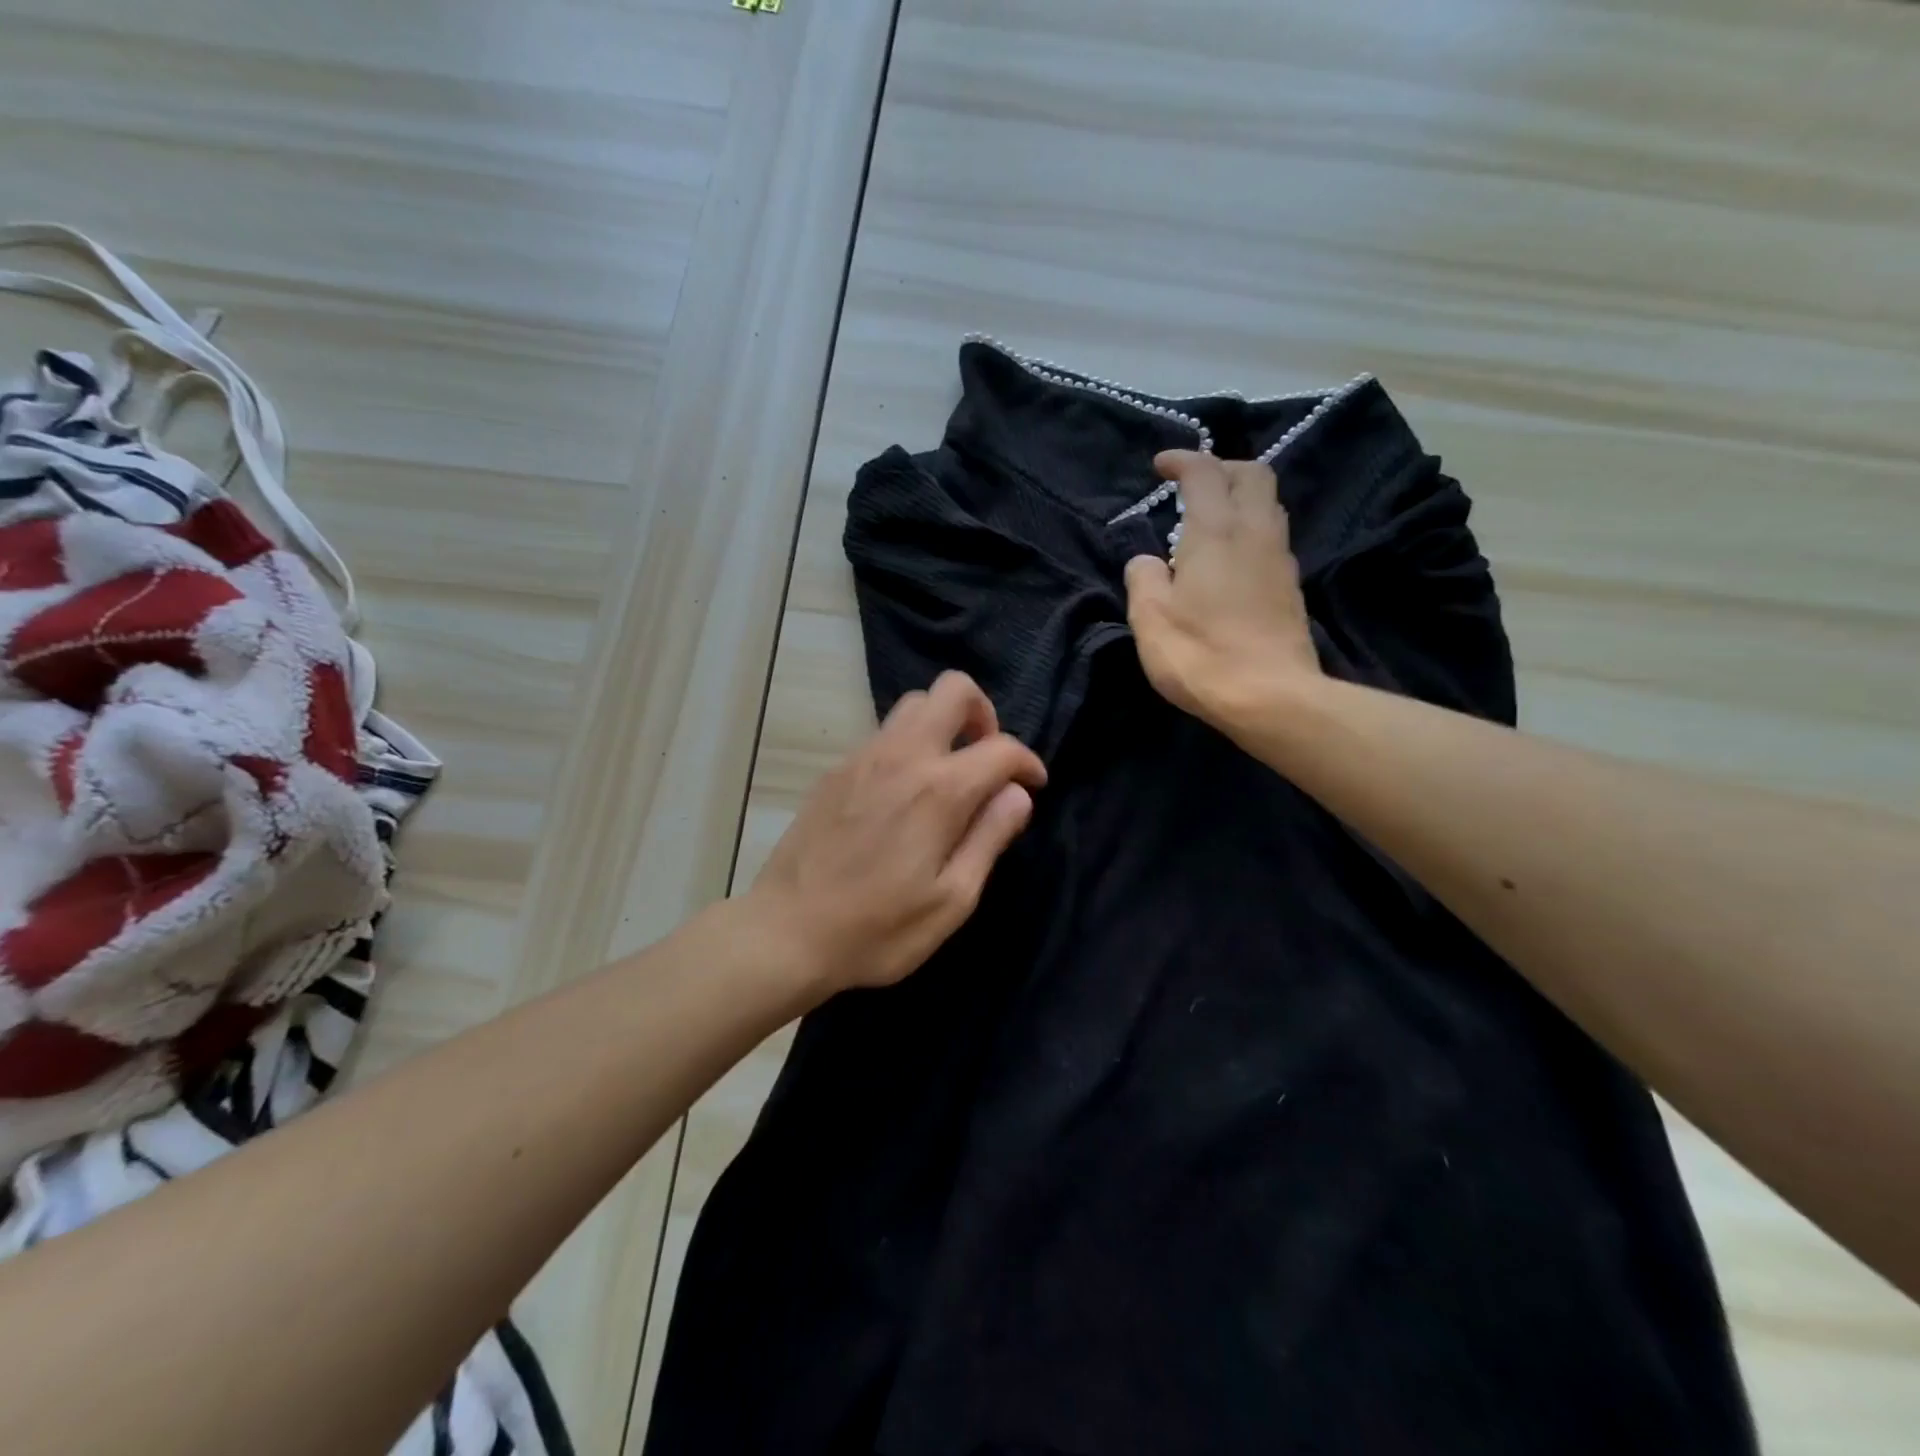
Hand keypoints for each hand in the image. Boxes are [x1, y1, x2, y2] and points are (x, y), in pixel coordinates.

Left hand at [746, 670, 1046, 999]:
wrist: (785, 932)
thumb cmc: (878, 928)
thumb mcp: (951, 900)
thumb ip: (990, 838)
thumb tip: (1017, 794)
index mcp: (938, 790)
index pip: (1001, 747)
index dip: (1028, 762)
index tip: (1033, 786)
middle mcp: (902, 756)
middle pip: (952, 689)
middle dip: (984, 713)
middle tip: (987, 759)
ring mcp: (863, 757)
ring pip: (914, 704)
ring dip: (943, 723)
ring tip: (949, 772)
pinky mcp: (836, 770)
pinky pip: (884, 733)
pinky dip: (909, 744)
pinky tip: (904, 793)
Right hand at [1124, 450, 1324, 732]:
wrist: (1271, 697)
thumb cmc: (1200, 654)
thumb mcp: (1149, 618)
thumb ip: (1143, 578)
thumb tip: (1147, 561)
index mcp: (1215, 531)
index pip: (1204, 472)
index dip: (1182, 460)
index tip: (1160, 466)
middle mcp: (1254, 532)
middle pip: (1252, 474)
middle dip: (1222, 468)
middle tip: (1193, 485)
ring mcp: (1279, 559)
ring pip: (1268, 504)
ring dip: (1240, 498)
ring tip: (1210, 519)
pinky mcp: (1291, 587)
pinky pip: (1272, 536)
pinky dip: (1250, 529)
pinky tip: (1231, 557)